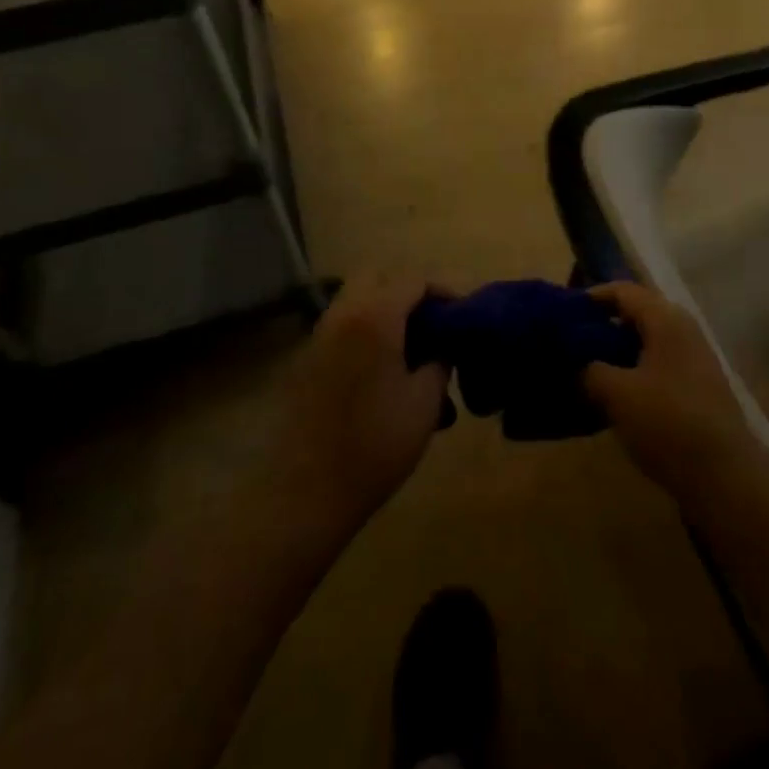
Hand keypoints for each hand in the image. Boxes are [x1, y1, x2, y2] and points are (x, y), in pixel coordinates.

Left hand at [272, 274, 452, 534]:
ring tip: (411, 346)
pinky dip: (366, 328)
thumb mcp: (424, 404)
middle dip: (408, 290)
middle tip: (433, 322)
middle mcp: (344, 313)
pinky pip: (342, 323)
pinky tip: (383, 367)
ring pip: (356, 298)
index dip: (443, 290)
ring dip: (385, 307)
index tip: (463, 314)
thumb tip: (442, 346)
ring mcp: (320, 334)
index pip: (414, 279)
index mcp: (375, 316)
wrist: (304, 491)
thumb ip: (439, 363)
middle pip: (379, 276)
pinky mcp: (307, 358)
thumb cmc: (373, 445)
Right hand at [581, 282, 763, 504]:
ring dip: (617, 351)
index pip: (622, 291)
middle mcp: (683, 329)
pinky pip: (658, 364)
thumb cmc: (668, 423)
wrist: (726, 478)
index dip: (591, 297)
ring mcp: (694, 359)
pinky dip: (634, 371)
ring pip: (647, 341)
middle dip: (602, 325)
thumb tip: (577, 363)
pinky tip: (615, 396)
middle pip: (636, 313)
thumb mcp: (616, 394)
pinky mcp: (698, 387)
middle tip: (571, 343)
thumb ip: (589, 370)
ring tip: (587, 370)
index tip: (563, 314)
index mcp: (665, 319)